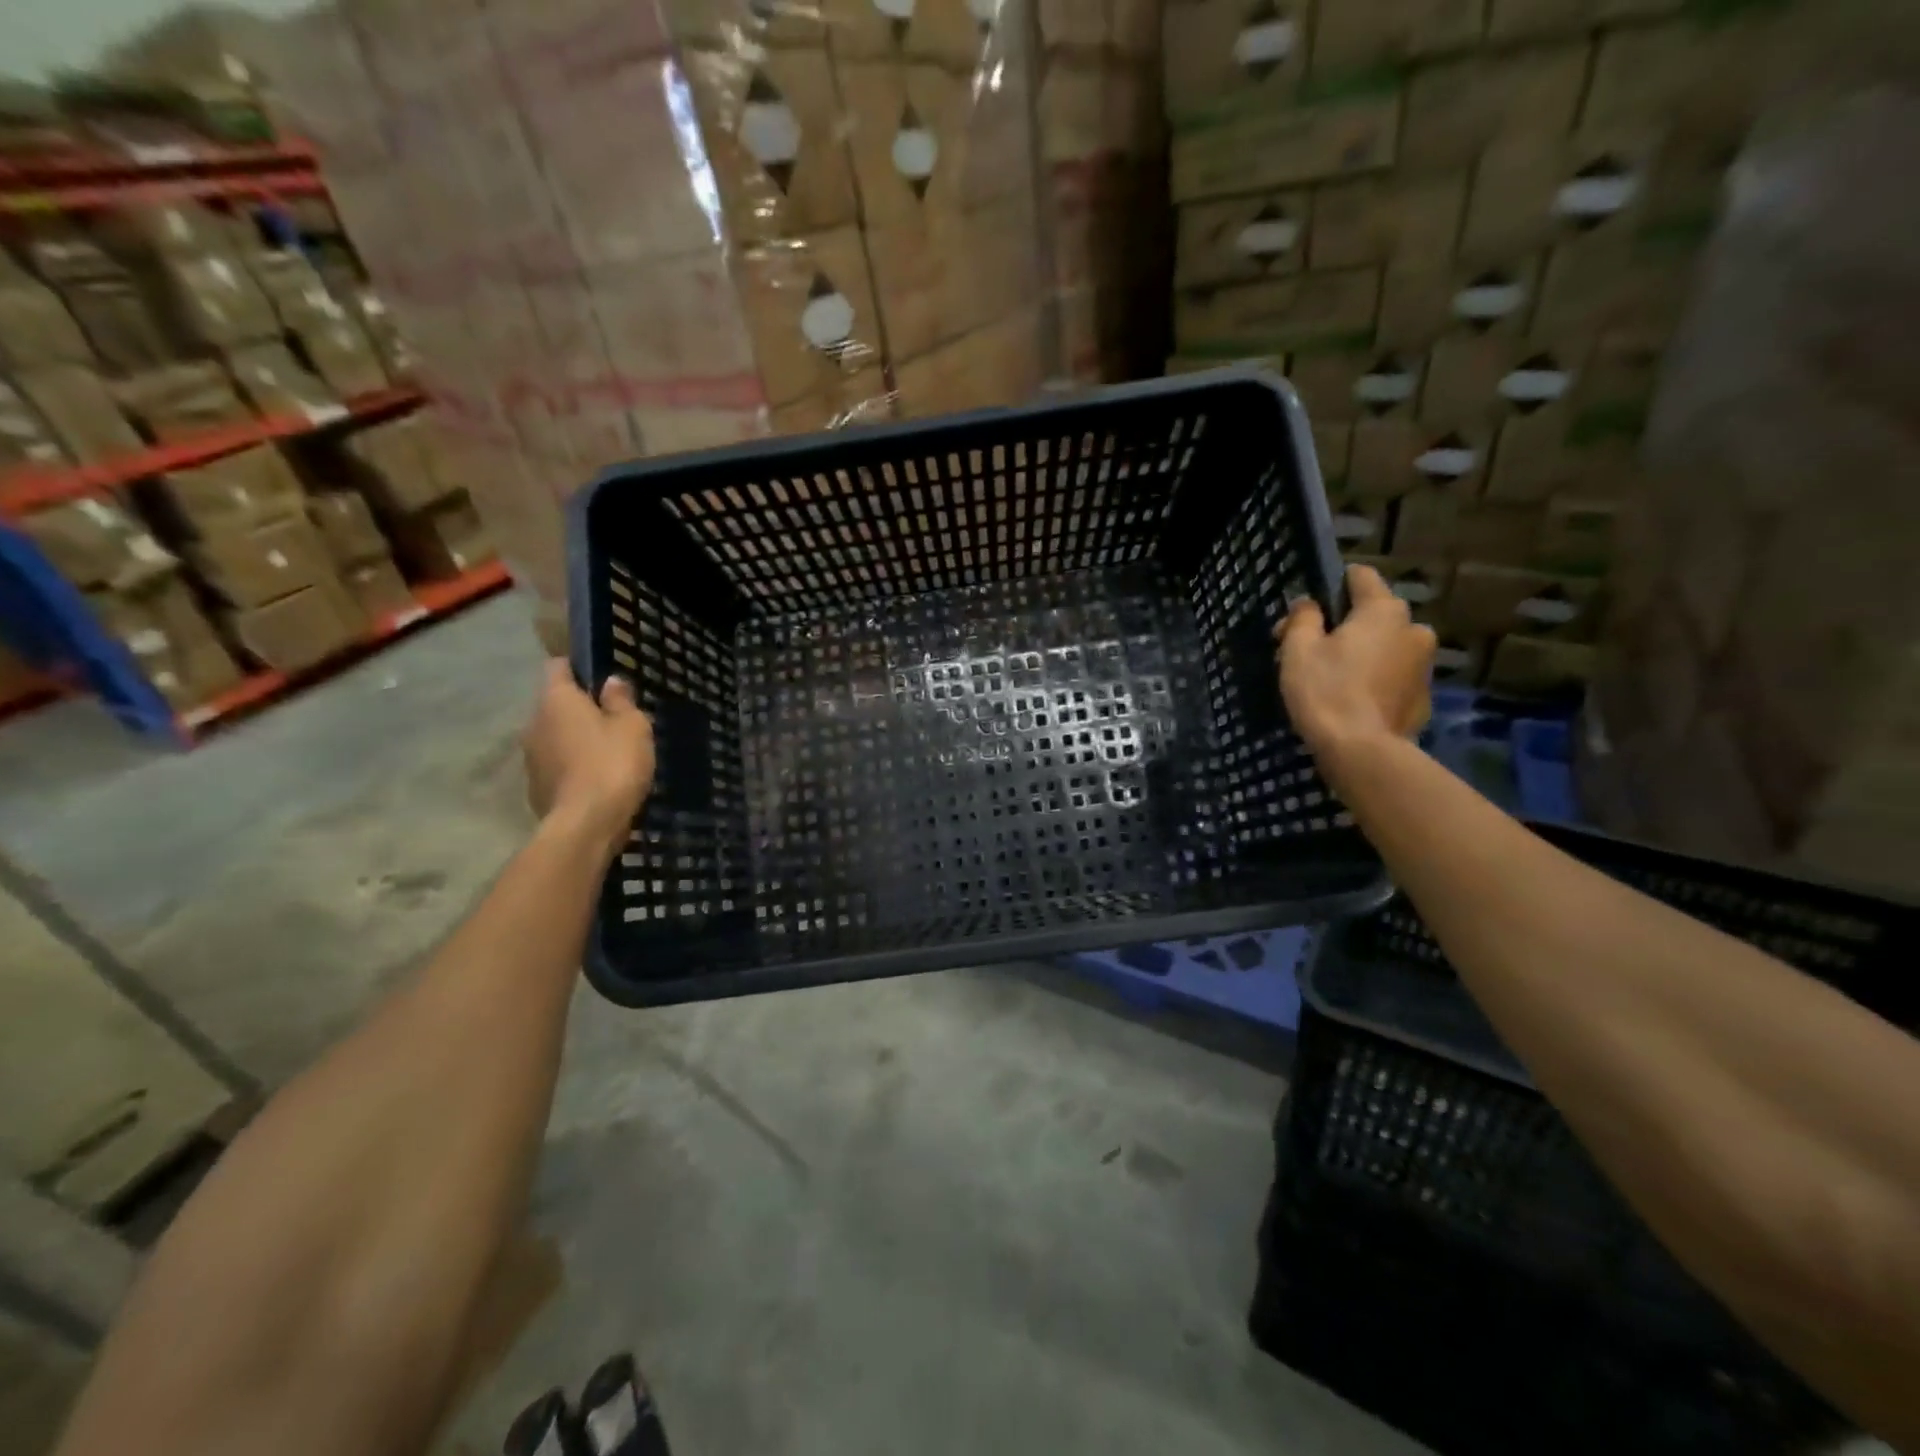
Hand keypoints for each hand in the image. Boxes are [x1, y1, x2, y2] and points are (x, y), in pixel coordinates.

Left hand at [522, 660, 654, 853]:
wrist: (586, 824)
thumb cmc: (612, 764)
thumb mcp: (633, 726)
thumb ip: (621, 701)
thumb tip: (610, 682)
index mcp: (556, 700)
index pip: (558, 667)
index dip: (579, 668)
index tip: (602, 678)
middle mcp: (534, 722)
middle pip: (556, 704)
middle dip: (581, 709)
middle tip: (615, 721)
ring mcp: (531, 757)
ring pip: (556, 737)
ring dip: (577, 740)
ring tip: (609, 753)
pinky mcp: (535, 787)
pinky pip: (557, 765)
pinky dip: (574, 767)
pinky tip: (598, 780)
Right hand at [1275, 565, 1435, 771]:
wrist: (1362, 752)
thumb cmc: (1326, 691)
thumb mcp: (1298, 649)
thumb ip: (1303, 618)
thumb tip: (1308, 604)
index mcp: (1384, 610)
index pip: (1361, 576)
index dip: (1332, 584)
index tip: (1309, 608)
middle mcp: (1414, 628)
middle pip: (1373, 615)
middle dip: (1344, 626)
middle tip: (1311, 652)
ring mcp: (1424, 665)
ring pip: (1386, 647)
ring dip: (1362, 654)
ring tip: (1332, 680)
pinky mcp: (1424, 697)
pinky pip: (1393, 677)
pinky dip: (1375, 681)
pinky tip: (1352, 701)